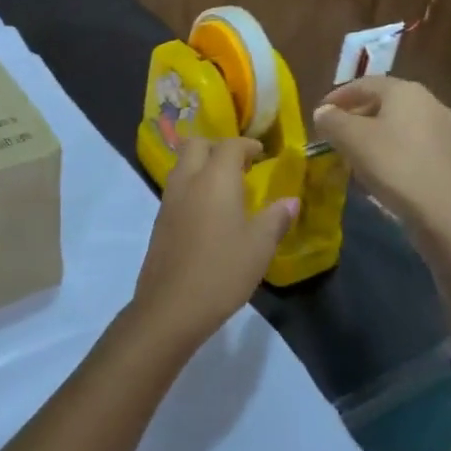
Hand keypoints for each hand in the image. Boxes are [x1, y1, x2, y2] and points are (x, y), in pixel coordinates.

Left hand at [130, 138, 297, 347]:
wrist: (171, 306)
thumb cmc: (222, 271)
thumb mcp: (259, 246)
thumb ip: (276, 218)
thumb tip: (290, 201)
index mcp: (215, 179)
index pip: (229, 145)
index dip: (247, 145)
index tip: (262, 154)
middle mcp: (187, 181)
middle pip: (196, 145)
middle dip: (217, 147)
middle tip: (240, 165)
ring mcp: (168, 201)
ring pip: (182, 166)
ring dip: (202, 166)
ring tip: (226, 189)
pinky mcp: (159, 222)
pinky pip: (176, 189)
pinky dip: (192, 187)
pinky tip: (209, 213)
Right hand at [311, 76, 450, 235]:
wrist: (445, 212)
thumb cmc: (394, 166)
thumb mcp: (351, 140)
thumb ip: (332, 120)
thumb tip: (324, 112)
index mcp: (405, 91)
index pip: (364, 84)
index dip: (337, 97)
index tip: (319, 114)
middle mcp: (431, 102)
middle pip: (384, 103)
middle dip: (356, 117)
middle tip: (335, 136)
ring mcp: (447, 130)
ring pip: (400, 125)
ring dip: (374, 136)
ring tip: (355, 156)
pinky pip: (414, 145)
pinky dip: (393, 151)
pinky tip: (382, 172)